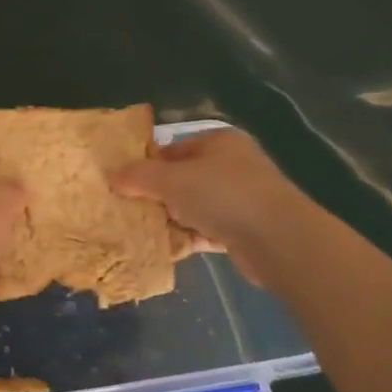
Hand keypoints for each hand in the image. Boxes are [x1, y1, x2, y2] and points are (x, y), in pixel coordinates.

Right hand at [112, 128, 311, 286]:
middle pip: (182, 179)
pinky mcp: (244, 230)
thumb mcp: (171, 180)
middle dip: (156, 195)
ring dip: (171, 219)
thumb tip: (113, 177)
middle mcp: (232, 166)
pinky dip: (188, 238)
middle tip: (128, 209)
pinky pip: (206, 231)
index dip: (146, 165)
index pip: (172, 149)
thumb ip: (139, 176)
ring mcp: (241, 199)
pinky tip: (165, 249)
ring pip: (194, 206)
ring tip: (141, 231)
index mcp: (218, 142)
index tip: (123, 184)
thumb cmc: (223, 195)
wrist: (278, 239)